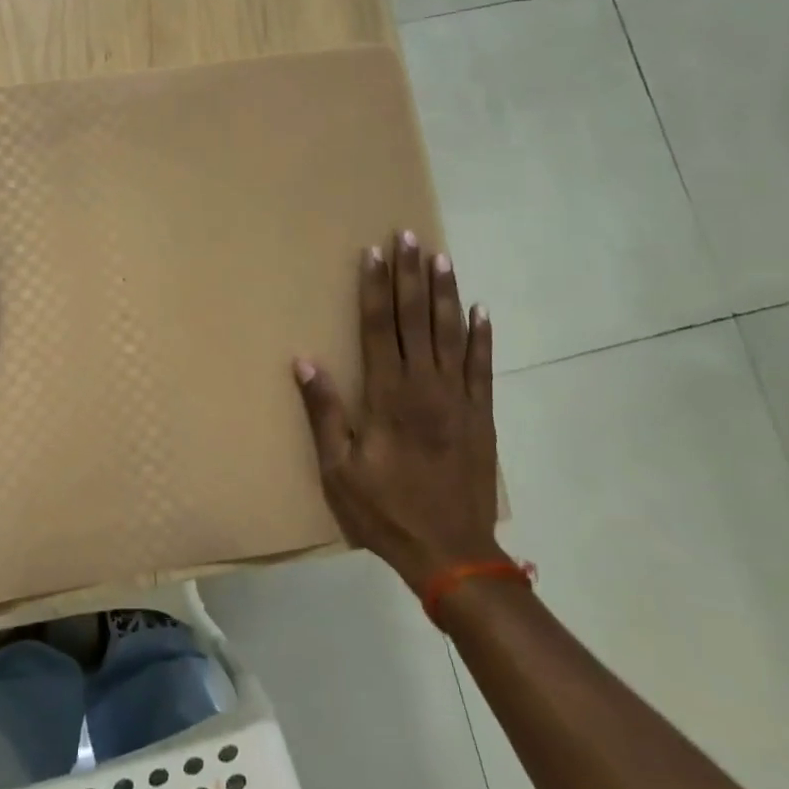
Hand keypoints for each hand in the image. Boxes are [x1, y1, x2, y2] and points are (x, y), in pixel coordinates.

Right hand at [293, 232, 504, 591]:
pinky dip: (482, 337)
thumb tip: (305, 361)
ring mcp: (458, 398)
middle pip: (415, 319)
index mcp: (388, 396)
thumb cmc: (386, 511)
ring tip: (442, 257)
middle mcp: (425, 386)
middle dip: (410, 275)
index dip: (375, 288)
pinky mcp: (481, 415)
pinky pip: (482, 366)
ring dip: (444, 294)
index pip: (380, 328)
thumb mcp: (339, 470)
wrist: (452, 552)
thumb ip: (324, 413)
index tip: (373, 254)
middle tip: (408, 237)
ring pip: (450, 334)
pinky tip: (480, 311)